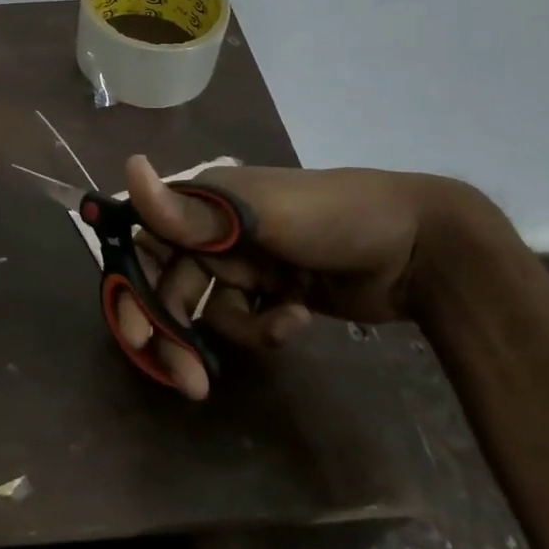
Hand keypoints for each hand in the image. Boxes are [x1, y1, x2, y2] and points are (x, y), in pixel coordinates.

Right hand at [115, 155, 498, 398]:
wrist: (418, 245)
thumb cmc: (330, 214)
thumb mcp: (259, 213)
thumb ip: (192, 210)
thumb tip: (130, 169)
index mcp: (202, 202)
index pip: (146, 245)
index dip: (132, 287)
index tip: (135, 334)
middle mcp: (213, 232)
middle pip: (170, 287)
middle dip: (173, 332)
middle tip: (184, 379)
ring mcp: (244, 265)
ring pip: (208, 311)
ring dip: (227, 336)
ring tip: (268, 340)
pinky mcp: (272, 294)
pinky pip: (246, 321)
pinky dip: (265, 329)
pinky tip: (297, 320)